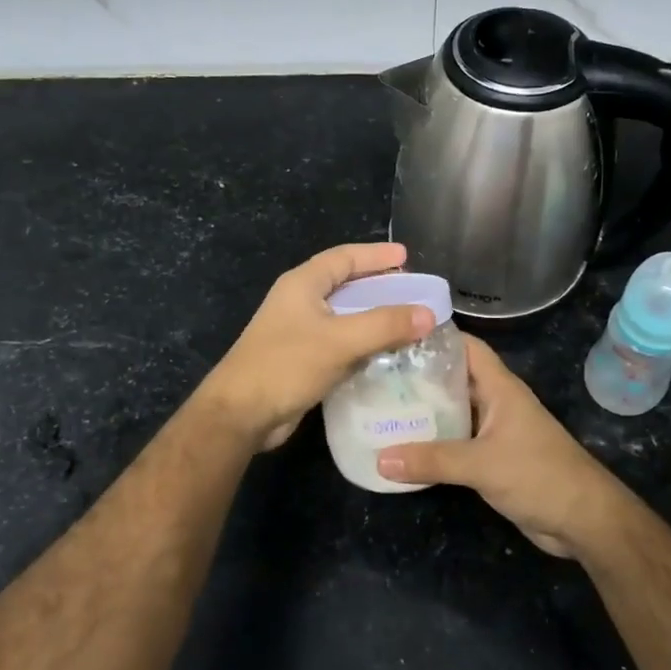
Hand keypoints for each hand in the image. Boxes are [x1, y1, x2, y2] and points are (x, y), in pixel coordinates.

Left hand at [201, 242, 434, 450]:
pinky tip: (387, 355)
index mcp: (302, 284)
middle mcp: (299, 302)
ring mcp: (299, 332)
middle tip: (412, 291)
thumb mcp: (340, 340)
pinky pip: (340, 344)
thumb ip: (385, 325)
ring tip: (408, 322)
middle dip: (379, 286)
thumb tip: (429, 313)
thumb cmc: (286, 365)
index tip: (407, 256)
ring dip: (374, 318)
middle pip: (345, 285)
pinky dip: (363, 344)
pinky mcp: (302, 360)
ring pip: (344, 317)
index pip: (344, 257)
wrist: (241, 414)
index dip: (375, 255)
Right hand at [377, 336, 634, 558]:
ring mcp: (496, 431)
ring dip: (425, 411)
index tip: (396, 336)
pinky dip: (434, 442)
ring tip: (382, 407)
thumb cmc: (539, 475)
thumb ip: (432, 460)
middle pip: (454, 379)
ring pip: (454, 412)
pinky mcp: (493, 459)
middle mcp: (497, 403)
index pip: (467, 348)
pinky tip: (405, 446)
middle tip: (377, 375)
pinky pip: (457, 442)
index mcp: (500, 388)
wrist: (583, 520)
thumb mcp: (481, 464)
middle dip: (420, 376)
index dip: (436, 338)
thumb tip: (380, 459)